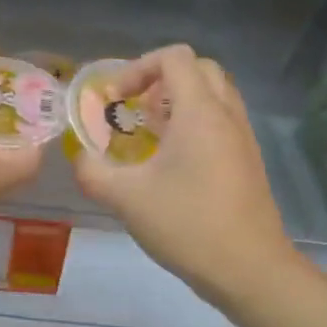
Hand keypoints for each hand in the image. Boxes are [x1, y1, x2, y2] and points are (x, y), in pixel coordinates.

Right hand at [72, 45, 300, 302]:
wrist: (249, 269)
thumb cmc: (187, 225)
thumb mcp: (126, 199)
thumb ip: (92, 172)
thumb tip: (77, 157)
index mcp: (200, 112)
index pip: (174, 57)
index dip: (138, 67)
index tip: (116, 100)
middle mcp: (226, 115)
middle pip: (199, 69)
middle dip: (161, 80)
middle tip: (135, 109)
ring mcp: (243, 138)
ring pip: (214, 96)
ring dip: (180, 102)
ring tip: (150, 134)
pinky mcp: (248, 162)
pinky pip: (221, 122)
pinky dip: (195, 125)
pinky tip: (171, 163)